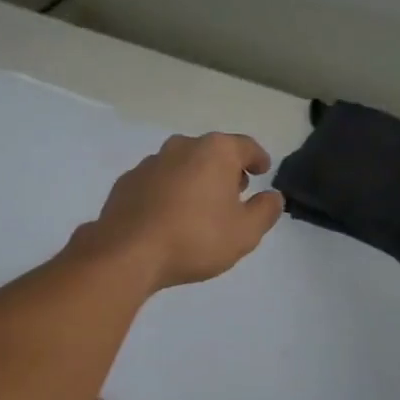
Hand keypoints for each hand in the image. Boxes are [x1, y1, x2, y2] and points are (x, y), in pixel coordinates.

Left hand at [81, 133, 284, 289]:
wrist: (127, 253)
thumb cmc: (195, 238)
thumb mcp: (245, 232)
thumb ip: (265, 211)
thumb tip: (273, 196)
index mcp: (215, 151)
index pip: (246, 146)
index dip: (258, 158)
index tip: (263, 169)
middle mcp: (182, 147)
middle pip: (213, 152)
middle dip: (226, 170)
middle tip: (235, 192)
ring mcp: (150, 163)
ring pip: (183, 165)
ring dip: (196, 180)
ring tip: (202, 207)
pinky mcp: (127, 182)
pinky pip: (159, 182)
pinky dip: (170, 192)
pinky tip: (171, 216)